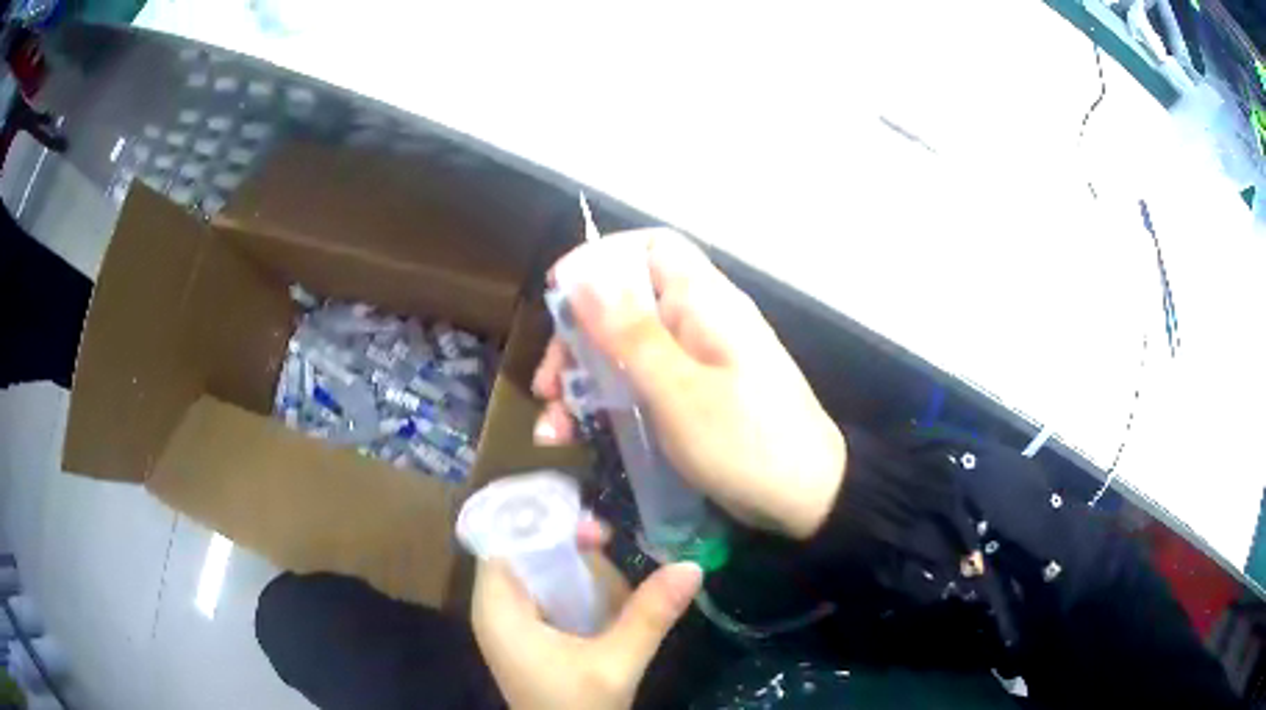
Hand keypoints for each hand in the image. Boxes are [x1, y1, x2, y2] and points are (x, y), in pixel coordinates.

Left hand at [472, 518, 702, 709]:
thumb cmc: (576, 709)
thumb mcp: (616, 663)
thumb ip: (650, 614)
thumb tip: (692, 565)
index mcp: (498, 609)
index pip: (506, 542)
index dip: (547, 526)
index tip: (595, 533)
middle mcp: (495, 611)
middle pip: (525, 555)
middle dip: (570, 552)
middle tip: (610, 549)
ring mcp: (510, 626)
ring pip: (539, 576)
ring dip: (577, 575)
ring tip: (613, 589)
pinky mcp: (526, 640)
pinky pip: (546, 599)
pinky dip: (575, 595)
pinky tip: (605, 608)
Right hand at [533, 228, 845, 539]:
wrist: (806, 499)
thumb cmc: (746, 441)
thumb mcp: (679, 391)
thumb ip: (629, 333)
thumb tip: (583, 273)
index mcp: (704, 302)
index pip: (653, 248)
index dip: (602, 260)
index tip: (559, 295)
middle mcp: (698, 323)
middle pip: (626, 304)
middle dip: (577, 338)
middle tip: (547, 383)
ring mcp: (694, 363)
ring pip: (625, 350)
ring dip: (582, 380)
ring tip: (554, 426)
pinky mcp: (691, 398)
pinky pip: (640, 386)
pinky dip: (606, 404)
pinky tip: (577, 436)